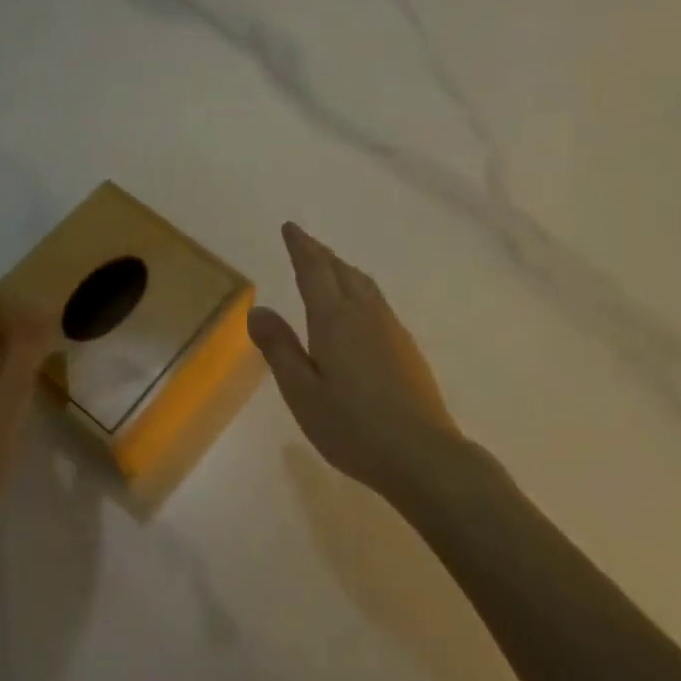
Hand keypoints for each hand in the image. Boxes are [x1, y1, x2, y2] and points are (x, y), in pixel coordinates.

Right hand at [248, 222, 462, 501]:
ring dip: (342, 269)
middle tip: (304, 243)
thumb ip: (279, 349)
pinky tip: (359, 308)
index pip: (314, 270)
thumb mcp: (302, 392)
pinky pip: (377, 301)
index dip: (301, 247)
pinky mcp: (406, 346)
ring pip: (363, 284)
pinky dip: (359, 289)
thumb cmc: (352, 426)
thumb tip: (258, 310)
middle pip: (341, 271)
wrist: (422, 453)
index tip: (290, 228)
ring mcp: (391, 328)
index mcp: (334, 320)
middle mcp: (365, 314)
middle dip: (320, 254)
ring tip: (329, 267)